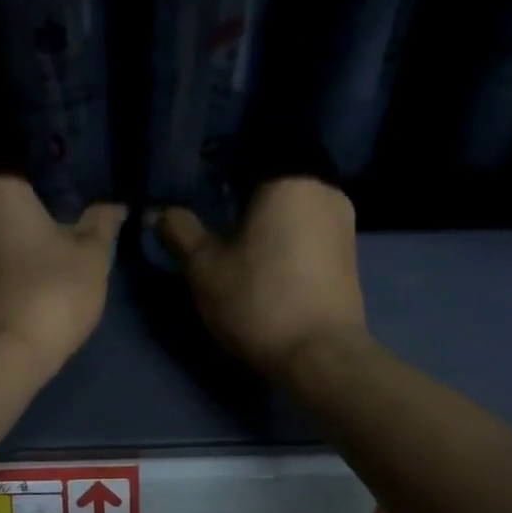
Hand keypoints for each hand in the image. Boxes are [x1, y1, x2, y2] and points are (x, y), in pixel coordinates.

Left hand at [0, 177, 125, 377]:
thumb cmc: (47, 294)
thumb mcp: (90, 259)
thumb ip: (101, 225)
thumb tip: (115, 206)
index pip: (15, 159)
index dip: (42, 173)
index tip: (61, 189)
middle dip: (14, 199)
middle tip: (47, 214)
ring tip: (26, 242)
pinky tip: (4, 269)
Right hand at [159, 178, 367, 379]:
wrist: (320, 356)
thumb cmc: (258, 299)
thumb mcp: (204, 267)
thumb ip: (181, 232)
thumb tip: (162, 212)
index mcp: (291, 178)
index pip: (250, 156)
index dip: (221, 171)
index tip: (202, 193)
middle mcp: (326, 191)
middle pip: (275, 183)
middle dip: (246, 200)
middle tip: (216, 221)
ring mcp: (344, 224)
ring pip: (293, 210)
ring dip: (267, 224)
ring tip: (238, 247)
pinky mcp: (349, 257)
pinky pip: (309, 234)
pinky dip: (286, 243)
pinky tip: (267, 267)